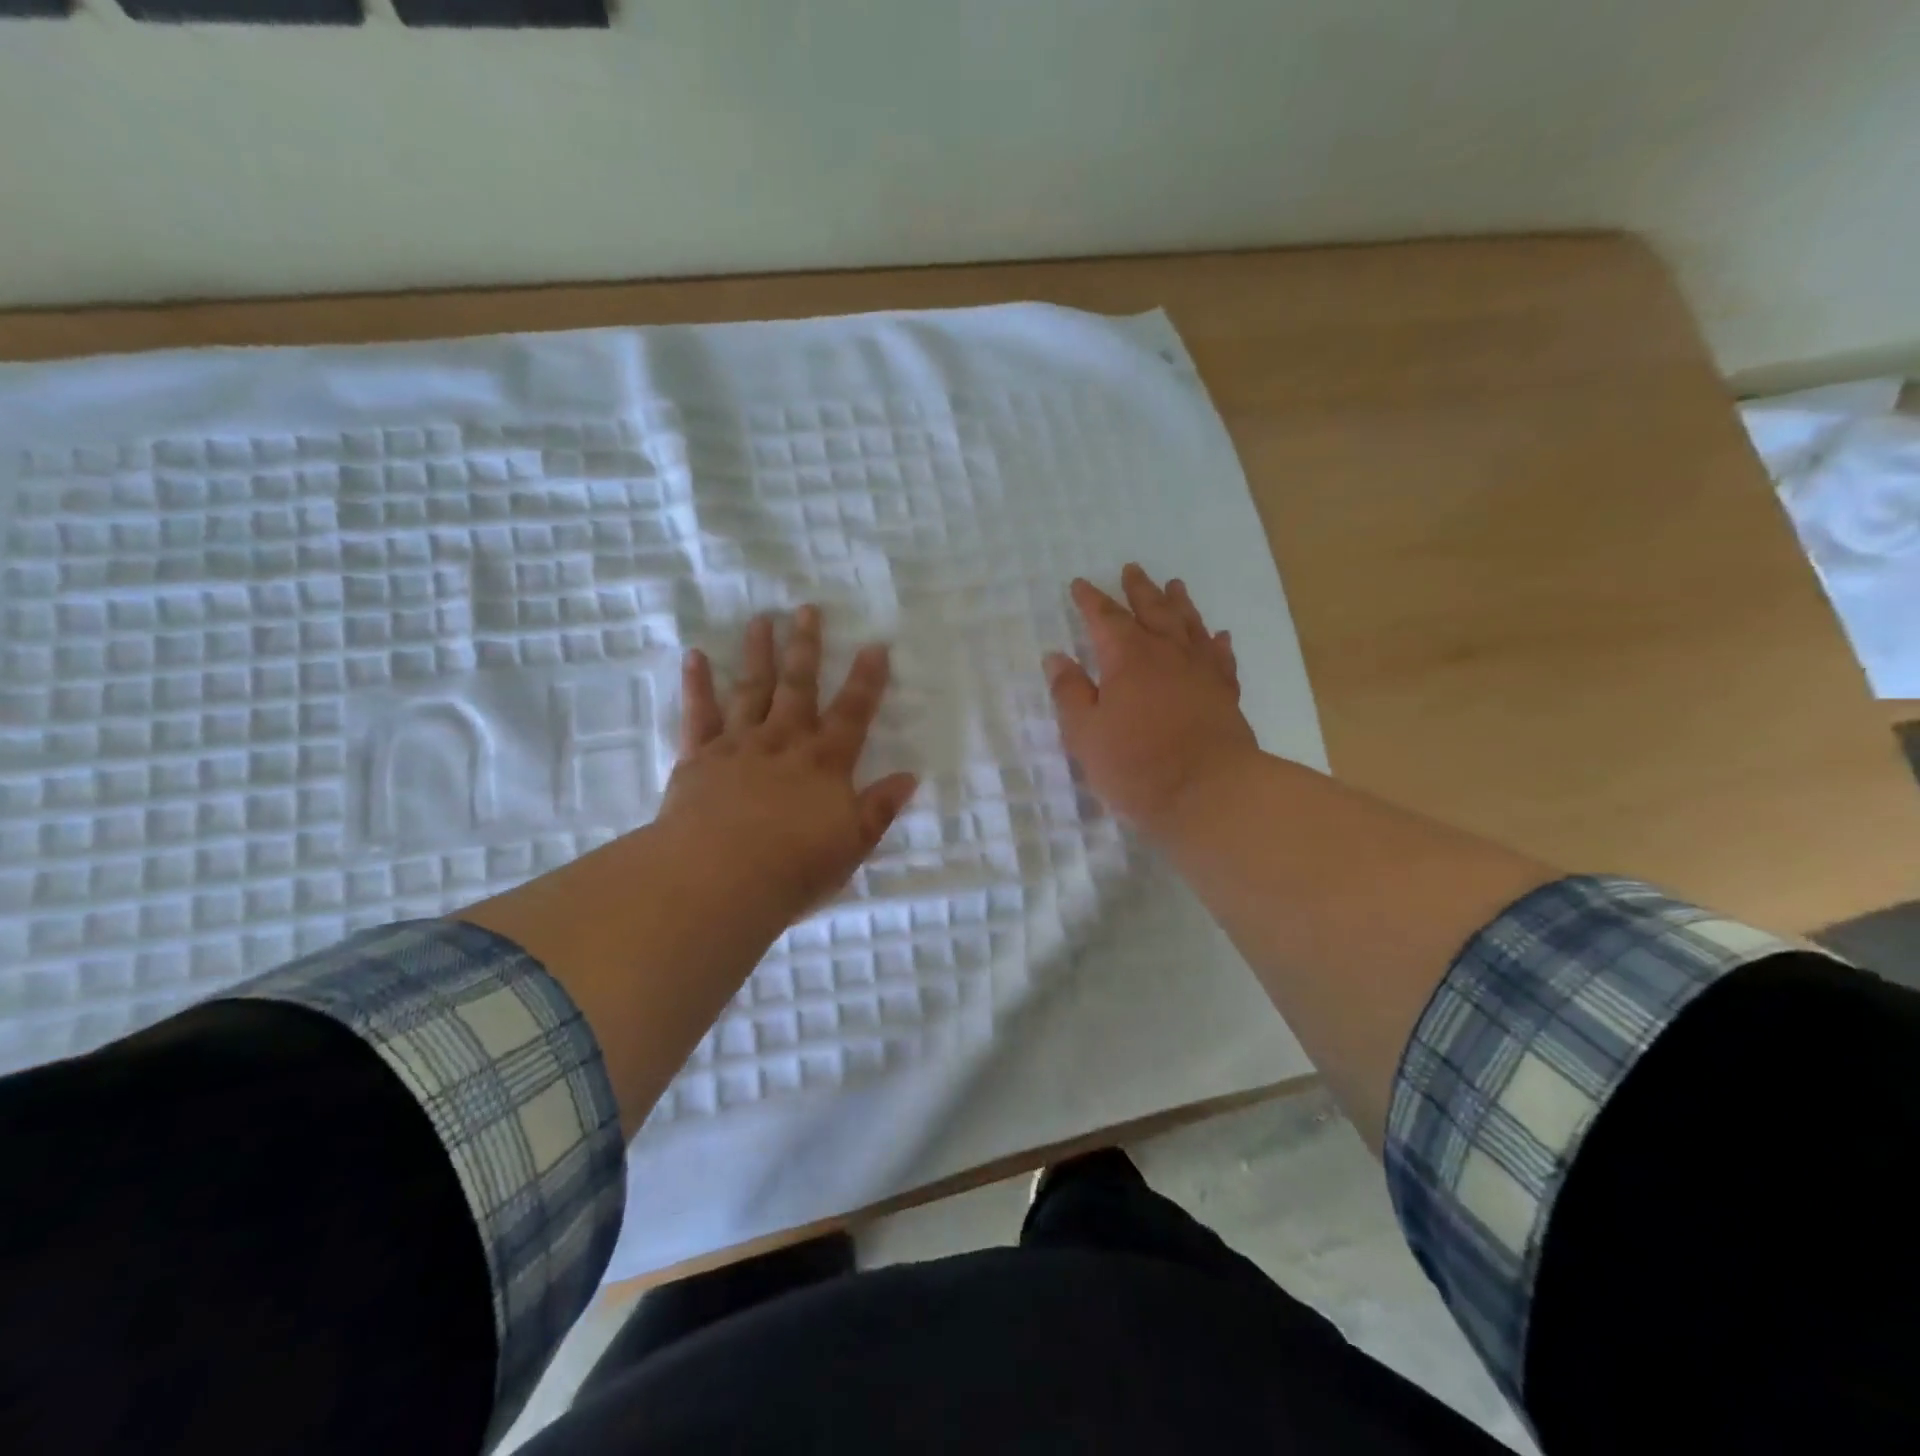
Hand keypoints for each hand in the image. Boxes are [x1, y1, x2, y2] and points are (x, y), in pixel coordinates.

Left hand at [658, 605, 919, 922]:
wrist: (719, 879)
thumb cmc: (794, 868)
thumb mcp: (852, 844)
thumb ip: (879, 808)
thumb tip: (909, 777)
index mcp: (825, 763)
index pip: (853, 713)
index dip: (867, 679)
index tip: (875, 644)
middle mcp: (784, 743)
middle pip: (798, 687)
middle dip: (806, 648)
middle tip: (806, 609)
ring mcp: (739, 746)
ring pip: (751, 690)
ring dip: (757, 653)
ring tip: (762, 619)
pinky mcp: (699, 758)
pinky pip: (698, 714)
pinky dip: (697, 685)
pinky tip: (696, 656)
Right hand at [1045, 564, 1257, 830]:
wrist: (1210, 792)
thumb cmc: (1137, 765)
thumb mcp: (1085, 734)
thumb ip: (1070, 693)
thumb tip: (1056, 657)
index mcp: (1128, 658)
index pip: (1105, 618)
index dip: (1091, 600)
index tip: (1080, 584)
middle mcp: (1167, 653)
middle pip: (1152, 610)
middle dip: (1138, 590)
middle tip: (1132, 569)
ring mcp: (1201, 671)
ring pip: (1189, 625)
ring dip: (1179, 604)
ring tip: (1175, 585)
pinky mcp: (1225, 694)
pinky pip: (1220, 657)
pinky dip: (1216, 642)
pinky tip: (1218, 635)